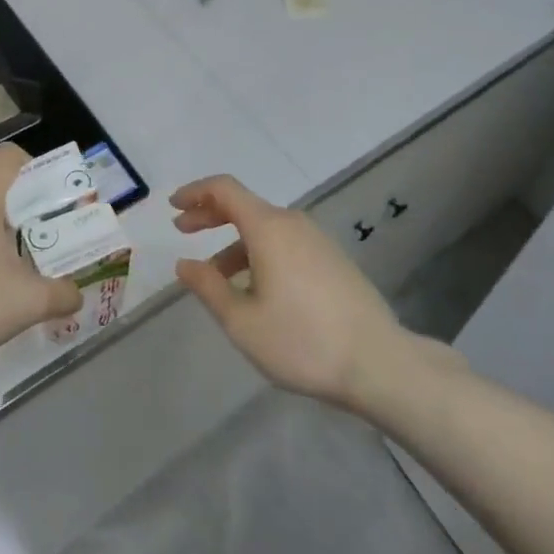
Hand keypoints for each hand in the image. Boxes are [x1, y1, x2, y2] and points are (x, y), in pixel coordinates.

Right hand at [171, 174, 406, 409]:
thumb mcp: (243, 321)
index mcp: (268, 227)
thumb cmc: (303, 341)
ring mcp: (316, 240)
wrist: (380, 364)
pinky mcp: (332, 259)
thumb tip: (184, 264)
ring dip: (234, 242)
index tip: (173, 207)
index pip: (224, 189)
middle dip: (210, 215)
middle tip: (183, 231)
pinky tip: (255, 289)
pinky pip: (285, 243)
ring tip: (216, 277)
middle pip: (244, 205)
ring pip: (265, 229)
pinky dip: (259, 253)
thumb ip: (208, 287)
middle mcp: (292, 223)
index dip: (195, 192)